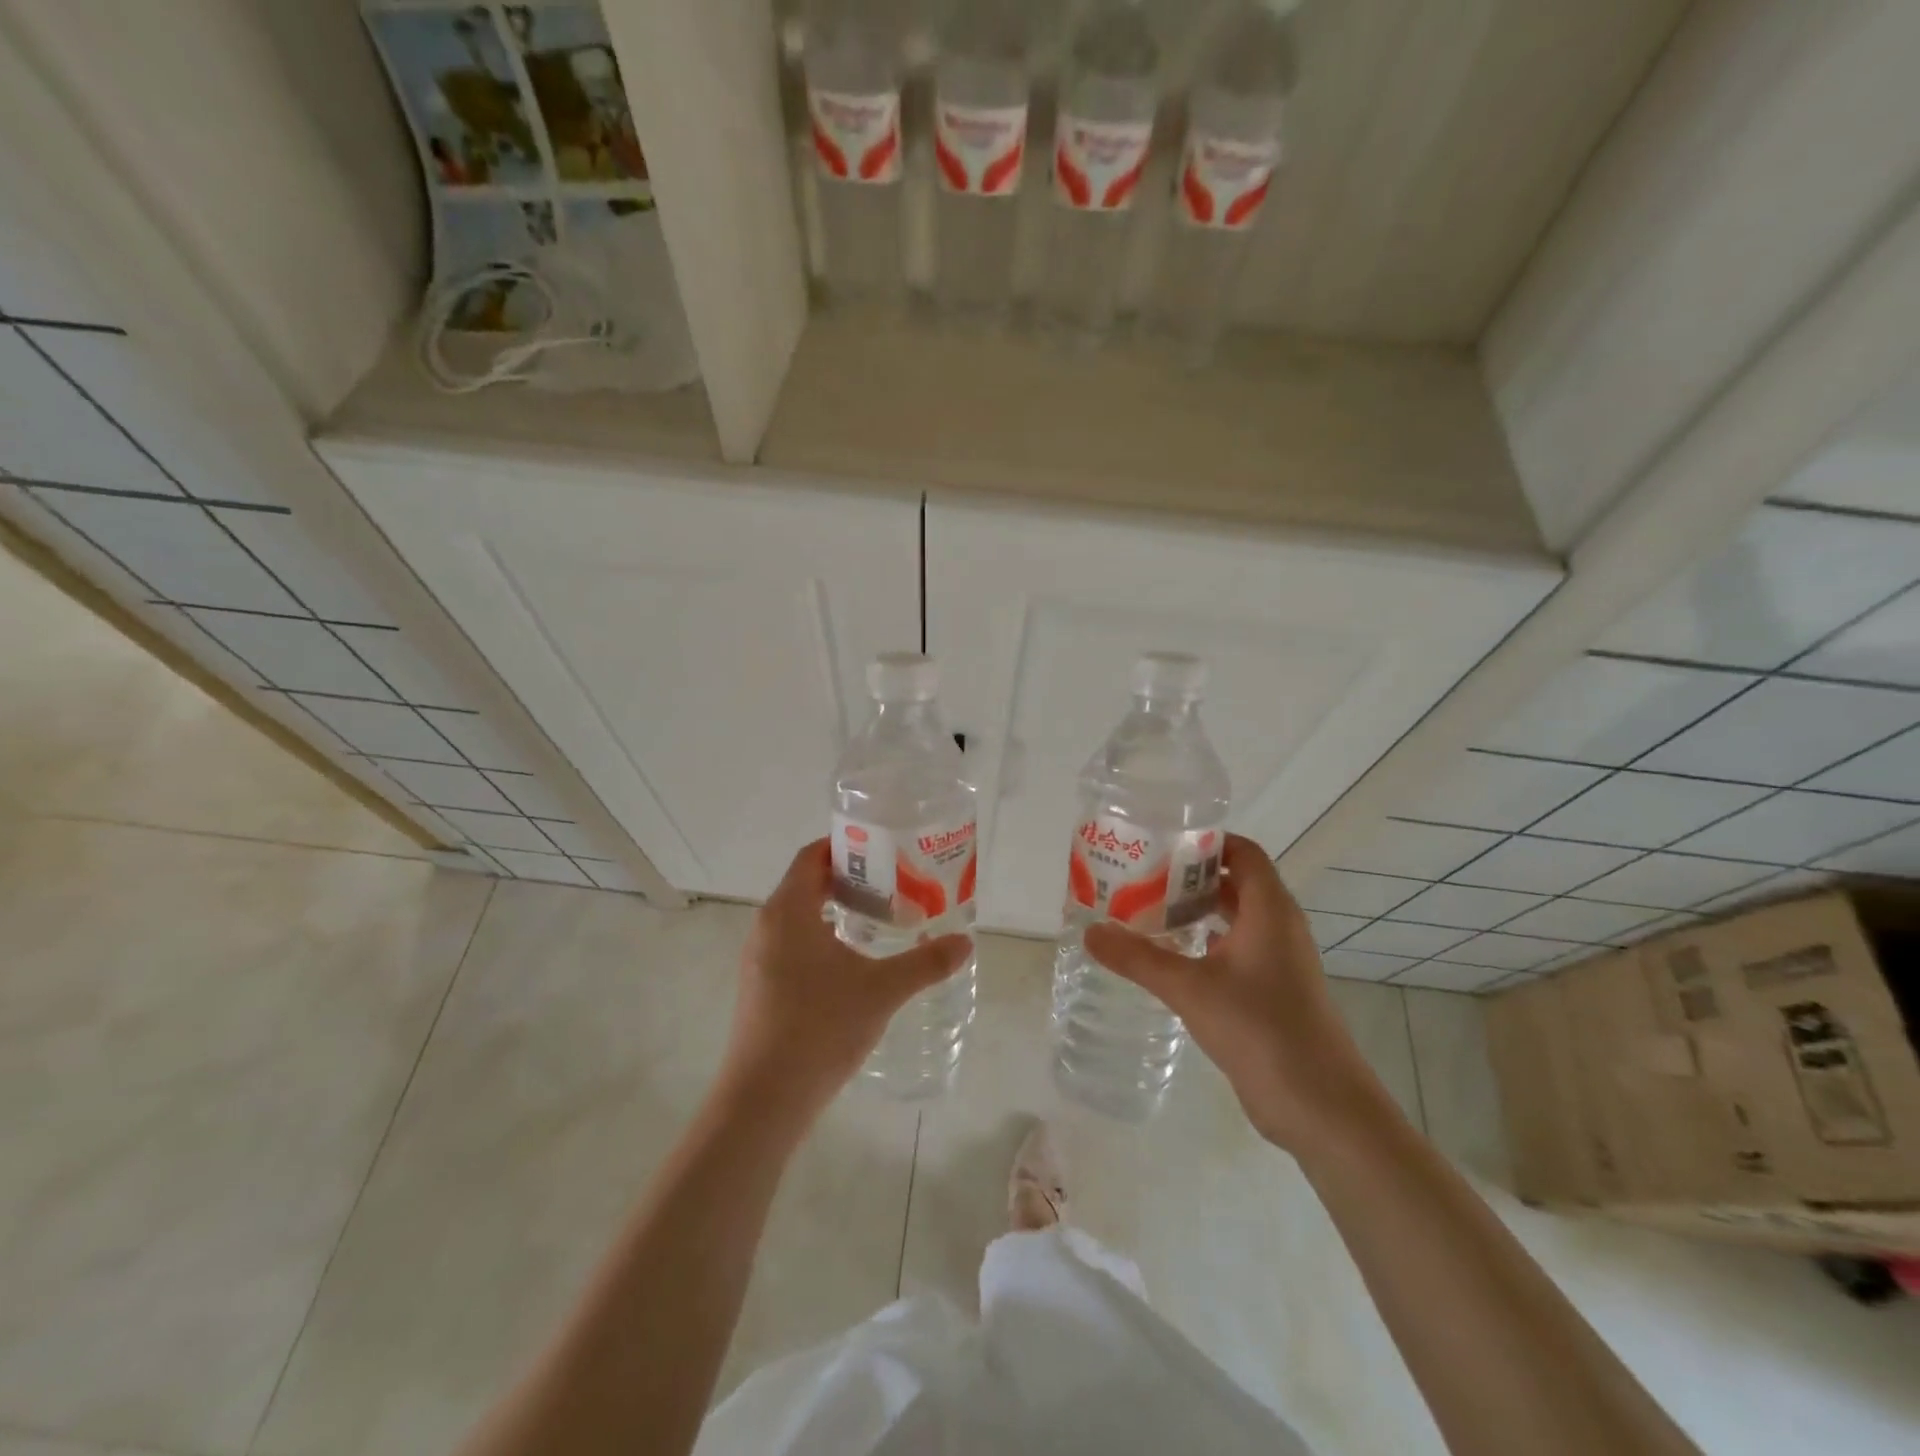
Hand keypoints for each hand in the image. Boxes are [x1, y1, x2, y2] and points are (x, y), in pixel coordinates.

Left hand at [719, 840, 971, 1123]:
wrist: (764, 1099)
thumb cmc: (819, 1028)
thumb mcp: (882, 991)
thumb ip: (926, 963)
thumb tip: (965, 942)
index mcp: (788, 911)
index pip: (812, 856)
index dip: (846, 846)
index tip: (884, 848)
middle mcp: (767, 926)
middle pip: (807, 882)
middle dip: (849, 878)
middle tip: (894, 881)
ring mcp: (759, 958)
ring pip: (800, 915)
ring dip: (836, 908)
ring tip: (881, 917)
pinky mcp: (761, 986)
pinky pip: (793, 942)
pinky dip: (823, 936)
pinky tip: (854, 961)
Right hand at [1083, 835, 1395, 1150]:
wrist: (1320, 1105)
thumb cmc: (1260, 1028)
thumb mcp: (1190, 989)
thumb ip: (1138, 959)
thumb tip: (1090, 932)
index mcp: (1270, 910)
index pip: (1243, 852)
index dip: (1206, 841)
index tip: (1161, 841)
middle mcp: (1278, 926)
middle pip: (1235, 882)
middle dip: (1190, 875)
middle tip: (1140, 874)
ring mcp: (1278, 961)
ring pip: (1234, 918)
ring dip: (1196, 910)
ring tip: (1145, 909)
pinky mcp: (1273, 991)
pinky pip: (1236, 949)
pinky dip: (1205, 943)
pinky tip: (1170, 956)